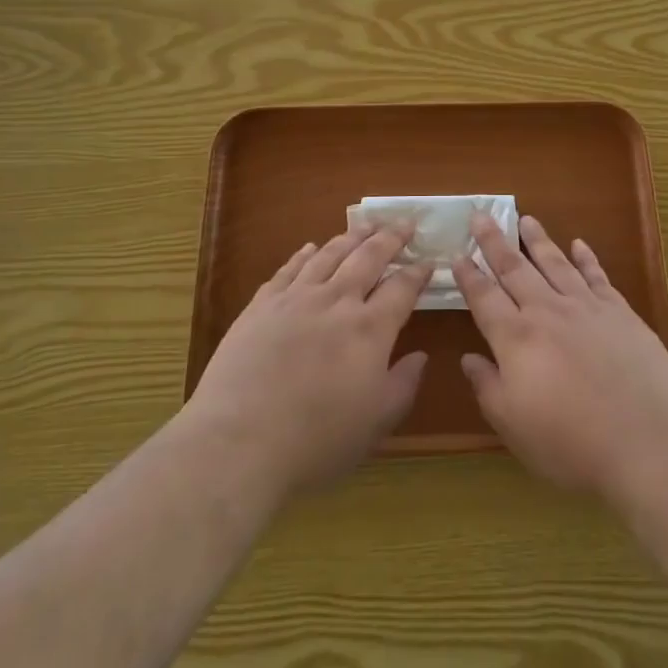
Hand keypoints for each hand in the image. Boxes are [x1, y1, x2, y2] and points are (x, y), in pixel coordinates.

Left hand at [184, 226, 431, 498]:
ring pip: (330, 254)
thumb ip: (403, 385)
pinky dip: (305, 254)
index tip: (429, 262)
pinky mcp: (261, 305)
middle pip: (368, 257)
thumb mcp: (375, 424)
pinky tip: (311, 248)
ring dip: (352, 237)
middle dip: (391, 238)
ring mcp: (296, 299)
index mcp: (370, 329)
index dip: (418, 273)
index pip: (402, 288)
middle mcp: (336, 302)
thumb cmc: (316, 442)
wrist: (238, 443)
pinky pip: (289, 269)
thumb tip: (420, 356)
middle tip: (405, 224)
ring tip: (365, 226)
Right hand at [453, 214, 667, 499]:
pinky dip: (587, 258)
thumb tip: (468, 358)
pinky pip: (597, 275)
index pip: (484, 298)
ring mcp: (586, 307)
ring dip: (537, 240)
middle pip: (514, 268)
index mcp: (516, 338)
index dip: (469, 276)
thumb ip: (488, 387)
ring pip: (555, 263)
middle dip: (494, 241)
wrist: (647, 439)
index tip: (456, 254)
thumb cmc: (571, 442)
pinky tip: (579, 244)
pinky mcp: (619, 312)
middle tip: (480, 214)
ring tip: (525, 218)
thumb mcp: (514, 426)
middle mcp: (547, 311)